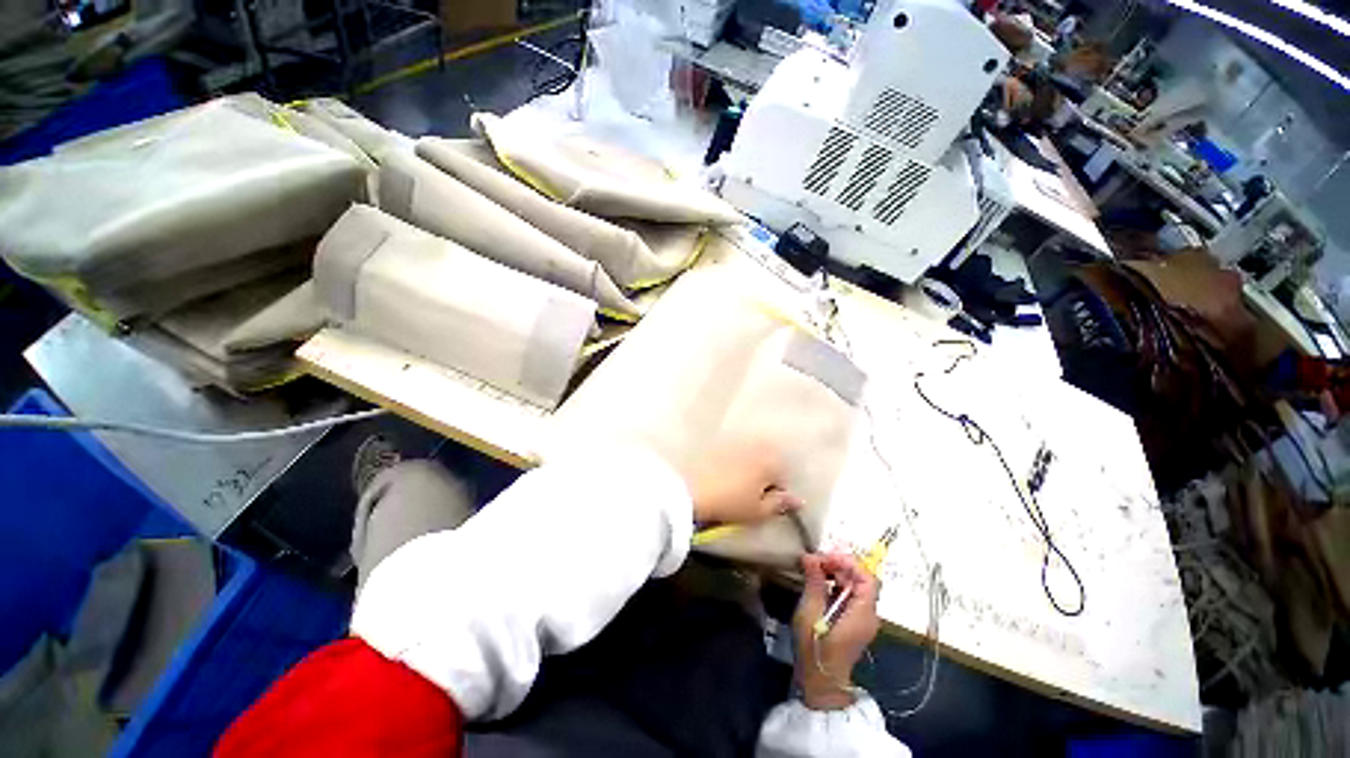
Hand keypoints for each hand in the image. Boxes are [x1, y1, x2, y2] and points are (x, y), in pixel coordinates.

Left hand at [686, 439, 802, 524]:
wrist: (692, 491)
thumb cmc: (730, 503)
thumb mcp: (759, 511)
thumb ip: (780, 504)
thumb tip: (797, 500)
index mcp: (771, 461)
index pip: (784, 475)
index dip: (777, 491)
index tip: (765, 502)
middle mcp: (756, 445)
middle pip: (768, 459)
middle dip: (765, 474)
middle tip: (752, 493)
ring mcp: (736, 441)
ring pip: (751, 453)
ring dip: (750, 465)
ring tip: (737, 484)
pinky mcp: (718, 442)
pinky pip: (734, 451)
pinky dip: (734, 460)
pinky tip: (724, 474)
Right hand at [793, 553, 880, 710]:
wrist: (820, 682)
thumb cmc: (815, 648)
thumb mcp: (810, 613)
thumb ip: (814, 583)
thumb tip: (810, 557)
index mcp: (862, 613)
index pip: (867, 578)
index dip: (848, 562)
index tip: (825, 557)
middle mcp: (868, 614)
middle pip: (860, 579)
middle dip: (838, 565)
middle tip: (813, 561)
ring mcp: (861, 618)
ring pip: (854, 586)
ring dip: (835, 573)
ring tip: (812, 568)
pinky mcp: (853, 621)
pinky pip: (848, 595)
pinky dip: (834, 584)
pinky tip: (817, 582)